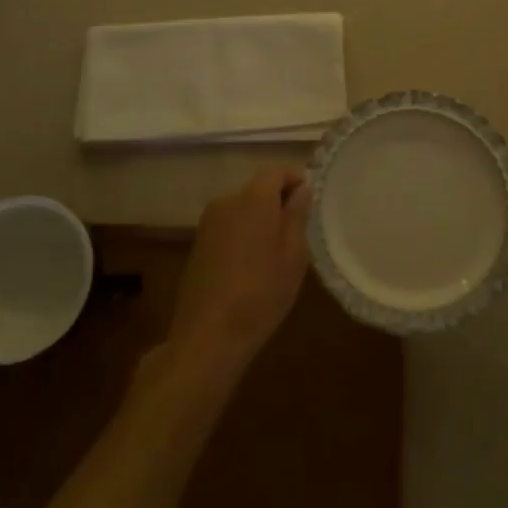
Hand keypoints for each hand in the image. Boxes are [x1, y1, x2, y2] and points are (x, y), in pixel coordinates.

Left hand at [168, 167, 311, 376]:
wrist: (209, 336)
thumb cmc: (261, 294)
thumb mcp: (293, 256)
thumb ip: (297, 216)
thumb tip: (301, 190)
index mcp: (253, 199)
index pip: (276, 171)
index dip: (294, 179)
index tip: (309, 200)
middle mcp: (227, 201)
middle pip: (257, 188)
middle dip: (278, 200)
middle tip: (297, 228)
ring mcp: (208, 222)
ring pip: (242, 207)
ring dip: (259, 218)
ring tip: (275, 249)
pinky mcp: (198, 243)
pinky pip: (228, 225)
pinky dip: (243, 232)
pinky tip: (251, 263)